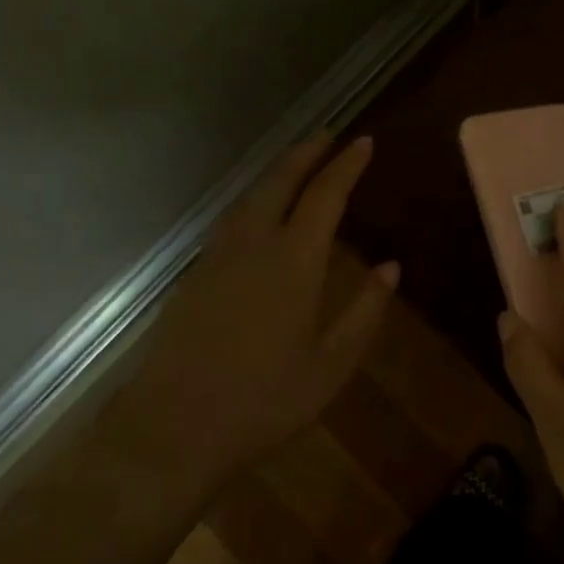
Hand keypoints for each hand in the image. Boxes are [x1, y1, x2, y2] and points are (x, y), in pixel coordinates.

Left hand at [114, 133, 397, 488]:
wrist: (172, 429)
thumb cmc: (264, 400)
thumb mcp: (331, 364)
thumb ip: (365, 310)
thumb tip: (391, 266)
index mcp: (294, 260)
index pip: (325, 195)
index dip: (346, 165)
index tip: (363, 142)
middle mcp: (254, 244)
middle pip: (280, 180)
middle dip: (306, 153)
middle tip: (328, 135)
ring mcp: (218, 256)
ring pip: (251, 196)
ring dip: (277, 171)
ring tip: (297, 163)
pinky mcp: (195, 274)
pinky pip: (232, 218)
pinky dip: (255, 198)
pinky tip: (259, 210)